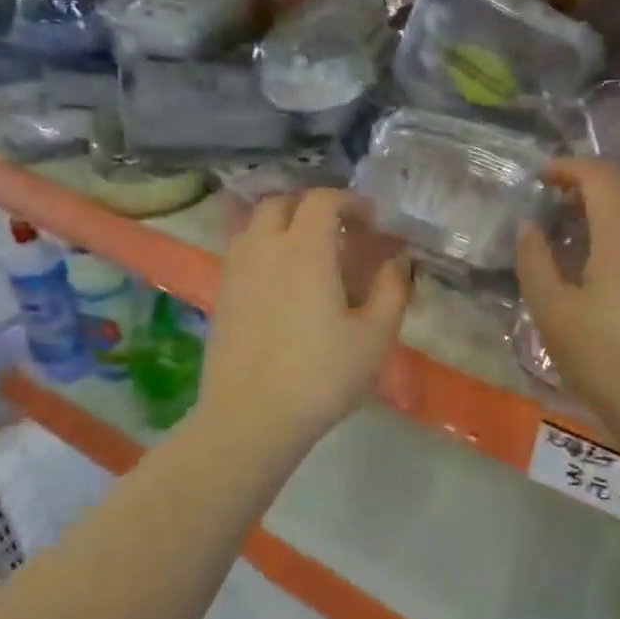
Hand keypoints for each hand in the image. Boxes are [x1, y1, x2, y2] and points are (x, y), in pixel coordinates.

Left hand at [197, 189, 411, 457]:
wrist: (251, 418)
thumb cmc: (321, 375)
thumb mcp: (375, 336)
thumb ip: (392, 289)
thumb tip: (398, 259)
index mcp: (304, 249)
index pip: (322, 200)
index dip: (349, 201)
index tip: (370, 220)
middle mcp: (265, 248)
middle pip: (281, 203)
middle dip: (312, 207)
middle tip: (339, 231)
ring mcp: (236, 272)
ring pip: (255, 226)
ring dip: (283, 225)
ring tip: (309, 253)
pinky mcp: (222, 297)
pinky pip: (242, 253)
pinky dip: (264, 250)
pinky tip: (283, 284)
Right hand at [516, 160, 619, 446]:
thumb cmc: (603, 357)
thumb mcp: (552, 311)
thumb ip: (535, 260)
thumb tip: (530, 227)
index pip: (601, 174)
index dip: (570, 167)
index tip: (543, 177)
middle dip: (597, 178)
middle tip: (563, 201)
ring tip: (587, 228)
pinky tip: (616, 258)